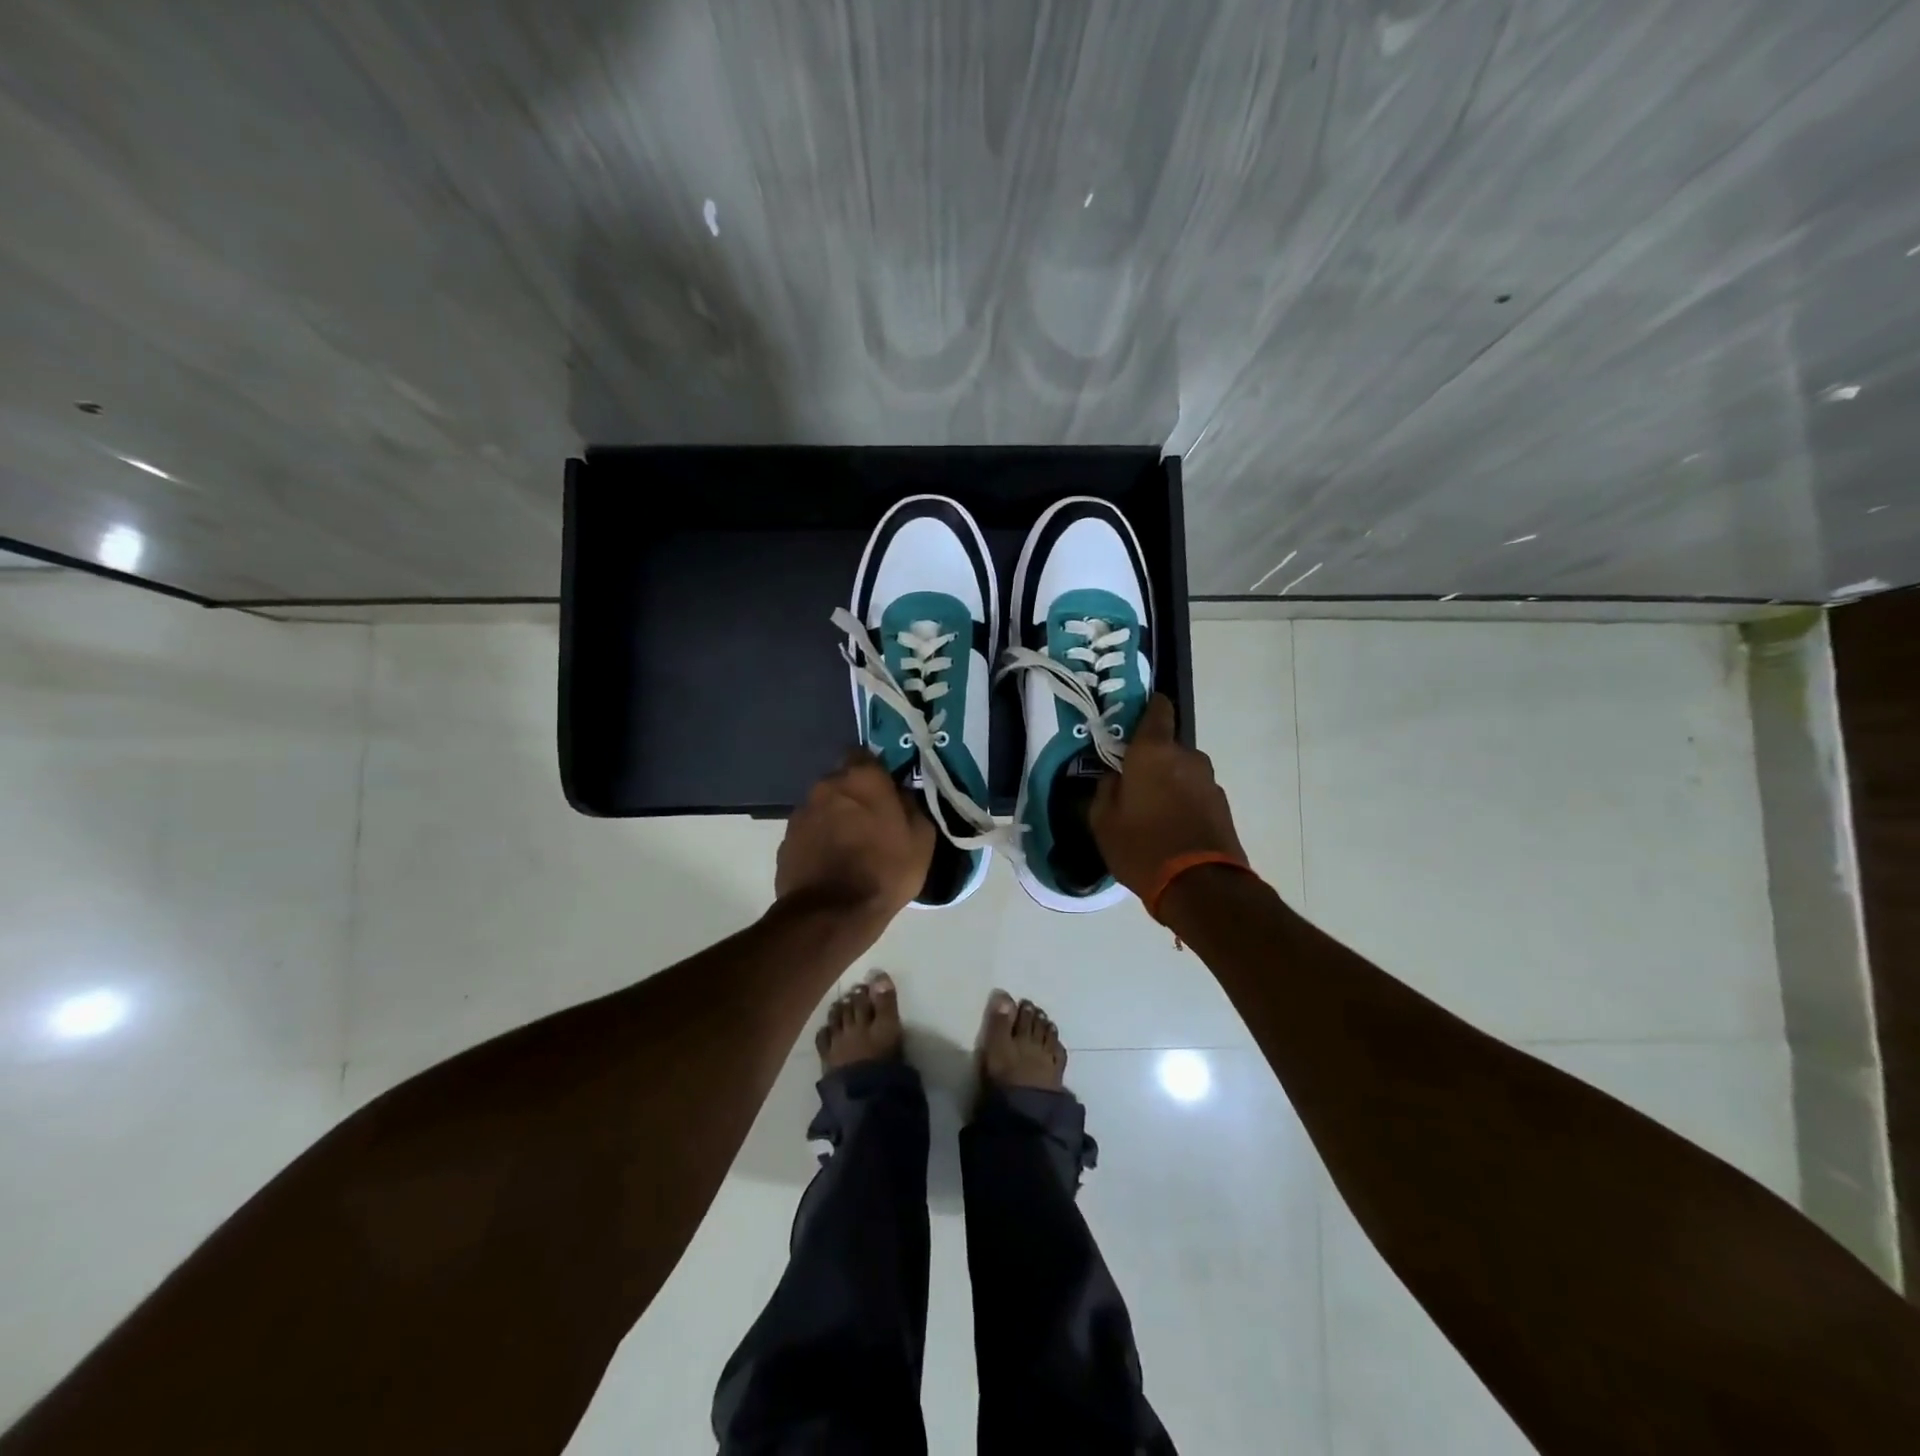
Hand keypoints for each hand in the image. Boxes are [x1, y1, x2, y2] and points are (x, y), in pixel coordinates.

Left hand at [775, 749, 934, 925]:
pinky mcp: (785, 841)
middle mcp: (825, 786)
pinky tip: (831, 865)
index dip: (874, 770)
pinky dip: (818, 841)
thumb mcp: (921, 838)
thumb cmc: (885, 870)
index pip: (863, 753)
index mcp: (861, 778)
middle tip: (871, 821)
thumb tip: (902, 794)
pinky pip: (808, 833)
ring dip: (834, 818)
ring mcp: (800, 813)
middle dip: (853, 795)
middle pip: (840, 781)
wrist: (832, 914)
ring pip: (822, 806)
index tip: (885, 788)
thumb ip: (912, 805)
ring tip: (850, 847)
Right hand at [1090, 695, 1247, 897]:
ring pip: (1181, 772)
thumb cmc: (1143, 847)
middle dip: (1150, 760)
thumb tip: (1115, 777)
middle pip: (1166, 747)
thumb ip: (1106, 790)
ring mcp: (1209, 781)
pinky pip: (1195, 794)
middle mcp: (1187, 757)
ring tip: (1150, 813)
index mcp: (1154, 751)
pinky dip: (1183, 803)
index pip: (1158, 709)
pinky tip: (1169, 828)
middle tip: (1131, 783)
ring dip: (1168, 784)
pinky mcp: (1222, 806)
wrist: (1201, 886)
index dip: (1146, 708)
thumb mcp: (1103, 821)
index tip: (1131, 720)